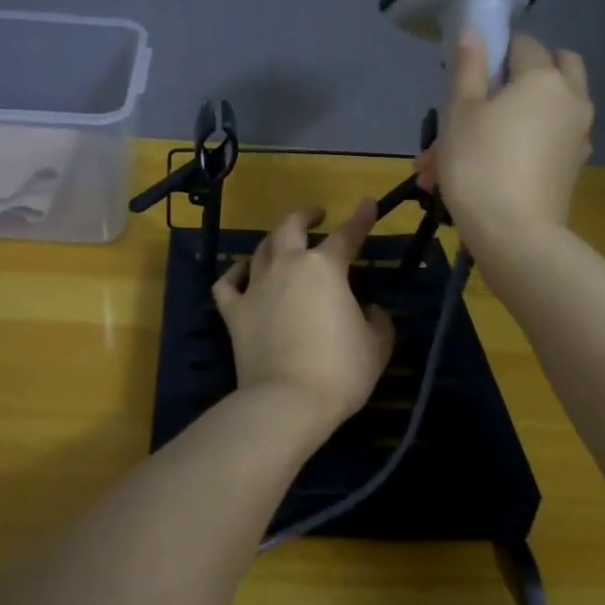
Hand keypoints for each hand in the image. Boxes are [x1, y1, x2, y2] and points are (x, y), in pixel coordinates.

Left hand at [213, 200, 395, 436]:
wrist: (287, 400)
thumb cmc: (340, 371)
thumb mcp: (376, 346)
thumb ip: (376, 320)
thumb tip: (368, 310)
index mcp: (325, 267)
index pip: (347, 235)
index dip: (361, 219)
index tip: (368, 204)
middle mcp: (287, 266)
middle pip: (291, 227)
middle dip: (305, 215)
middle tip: (316, 214)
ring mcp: (256, 287)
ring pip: (261, 249)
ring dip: (274, 240)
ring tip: (283, 241)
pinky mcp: (234, 312)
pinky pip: (228, 283)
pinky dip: (235, 273)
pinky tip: (242, 271)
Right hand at [419, 31, 593, 239]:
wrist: (514, 234)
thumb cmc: (479, 164)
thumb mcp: (460, 112)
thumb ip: (468, 67)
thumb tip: (475, 30)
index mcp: (544, 78)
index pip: (523, 44)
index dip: (495, 52)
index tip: (469, 75)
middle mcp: (571, 99)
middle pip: (556, 67)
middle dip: (523, 74)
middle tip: (486, 97)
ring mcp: (577, 135)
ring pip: (548, 109)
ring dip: (514, 116)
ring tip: (467, 148)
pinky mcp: (572, 166)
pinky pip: (547, 141)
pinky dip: (523, 144)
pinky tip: (487, 168)